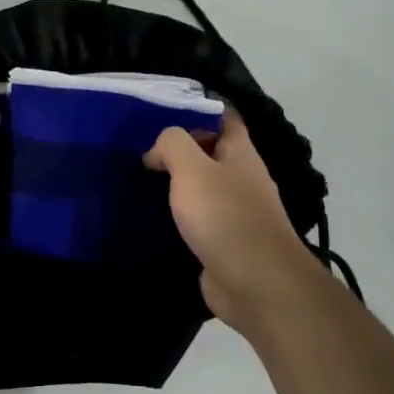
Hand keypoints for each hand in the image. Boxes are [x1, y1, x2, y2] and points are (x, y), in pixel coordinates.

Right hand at [144, 112, 324, 335]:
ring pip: (202, 190)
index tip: (162, 112)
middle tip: (140, 151)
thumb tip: (156, 151)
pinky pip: (197, 222)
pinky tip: (151, 220)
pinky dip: (177, 218)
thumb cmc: (225, 217)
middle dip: (180, 151)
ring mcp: (235, 214)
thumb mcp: (192, 169)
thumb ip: (173, 145)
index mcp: (241, 155)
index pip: (225, 119)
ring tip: (138, 183)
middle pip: (211, 155)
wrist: (254, 283)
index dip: (198, 110)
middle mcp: (242, 180)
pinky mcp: (223, 244)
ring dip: (176, 187)